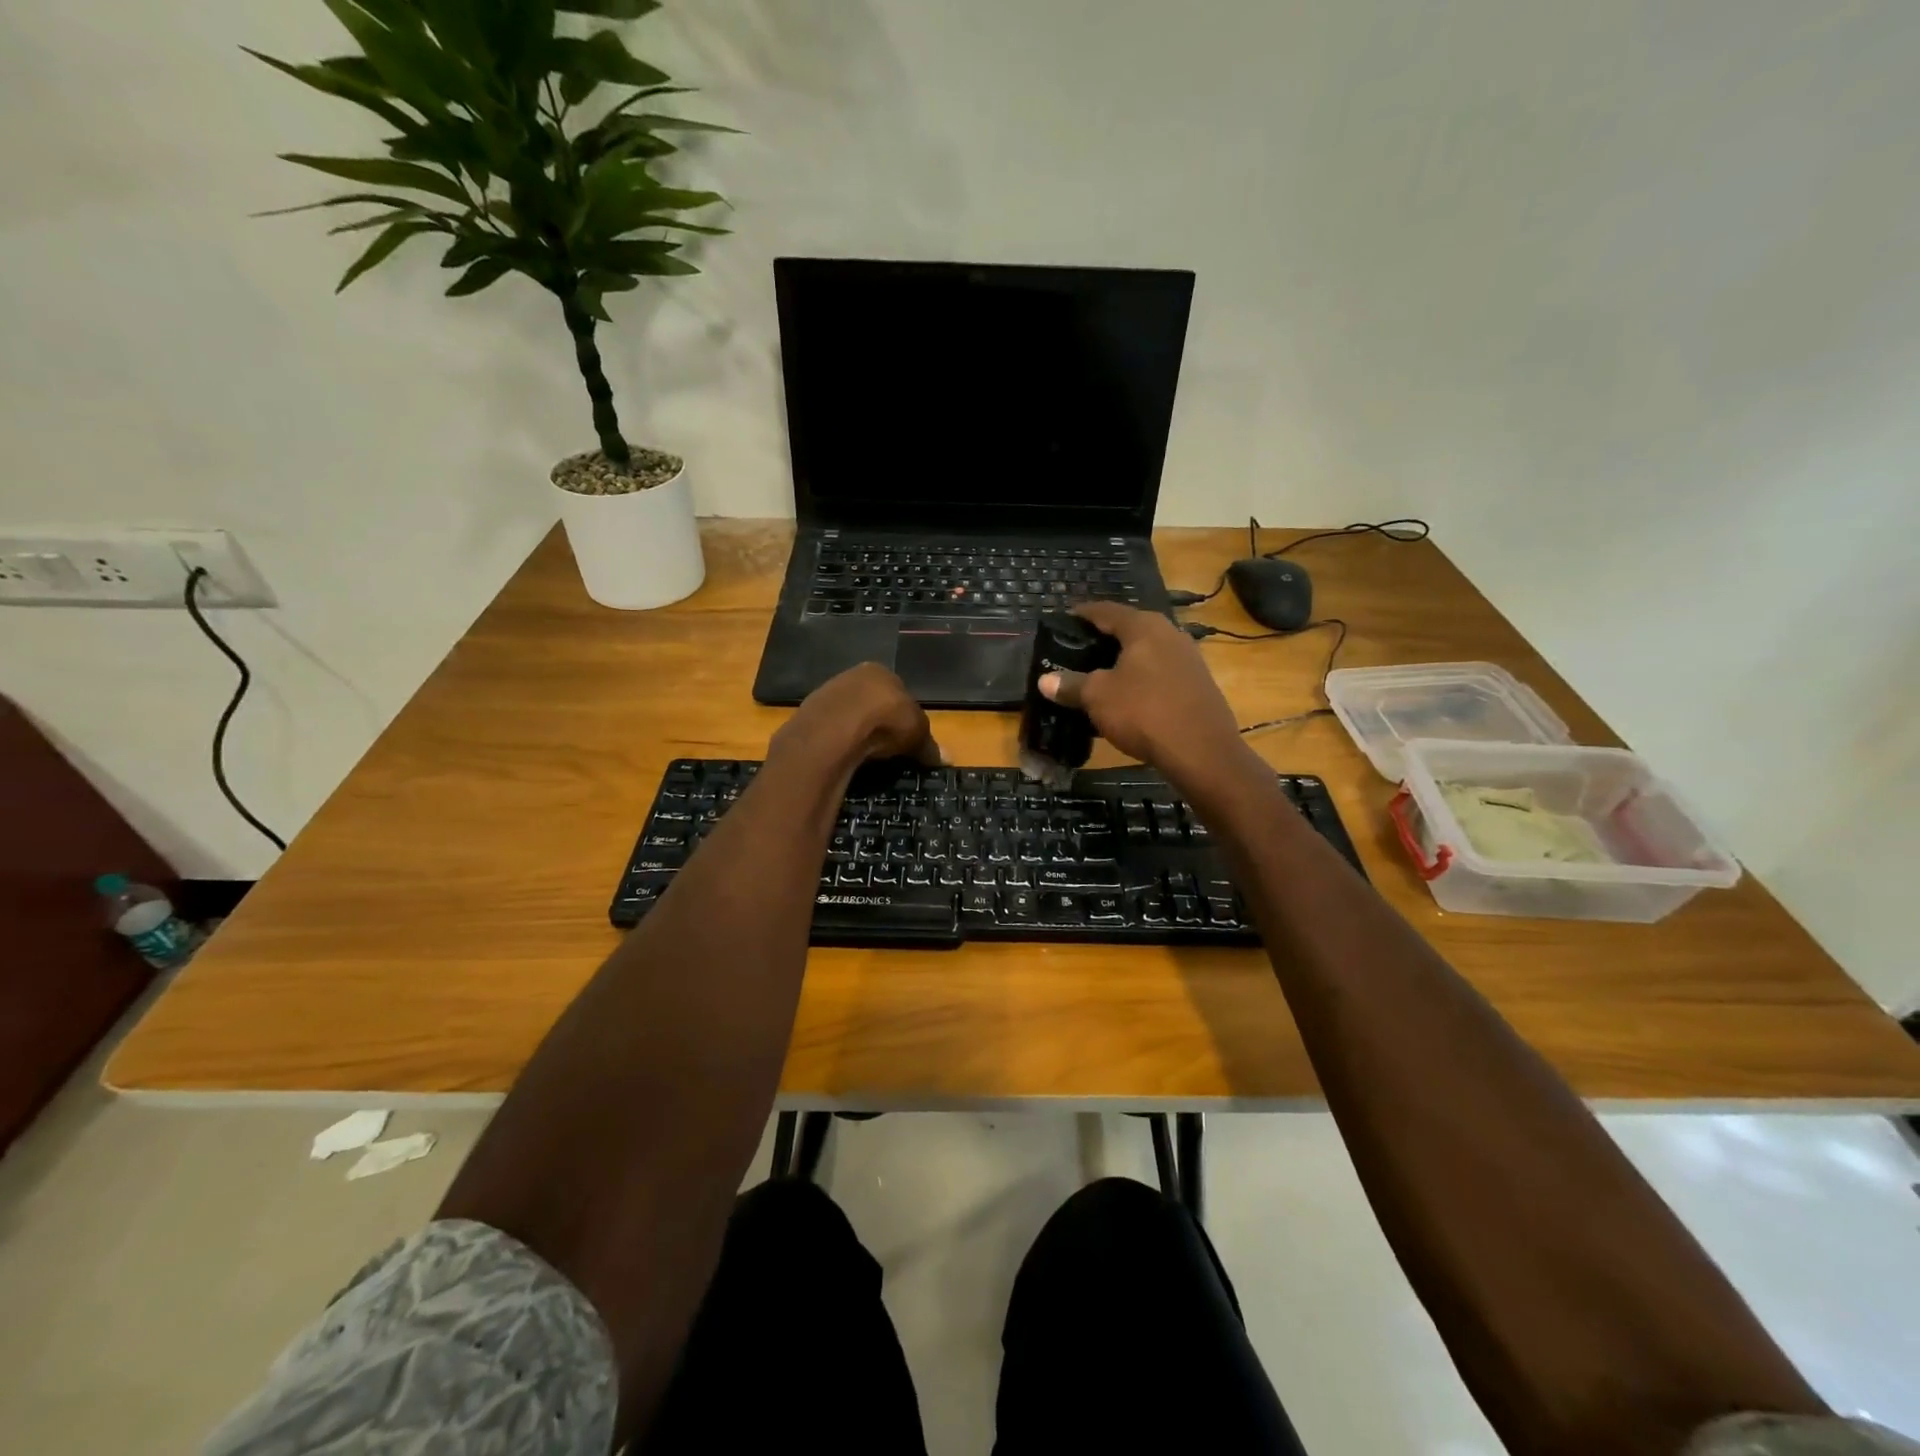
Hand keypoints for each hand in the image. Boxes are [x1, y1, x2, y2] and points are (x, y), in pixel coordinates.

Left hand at [772, 662, 942, 768]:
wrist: (836, 728)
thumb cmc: (886, 721)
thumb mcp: (917, 734)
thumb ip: (930, 745)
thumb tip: (947, 758)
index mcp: (881, 672)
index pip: (897, 692)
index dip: (903, 716)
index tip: (906, 738)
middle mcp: (852, 675)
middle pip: (870, 701)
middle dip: (877, 722)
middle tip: (885, 748)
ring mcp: (826, 692)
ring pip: (847, 713)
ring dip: (855, 731)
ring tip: (864, 754)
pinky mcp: (808, 713)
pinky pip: (829, 728)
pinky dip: (837, 740)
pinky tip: (844, 754)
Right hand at [1038, 603, 1250, 790]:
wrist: (1201, 751)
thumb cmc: (1144, 712)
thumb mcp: (1098, 697)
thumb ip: (1071, 685)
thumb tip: (1045, 681)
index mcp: (1144, 627)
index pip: (1106, 611)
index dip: (1082, 614)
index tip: (1064, 620)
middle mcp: (1169, 633)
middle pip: (1129, 629)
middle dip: (1103, 639)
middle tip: (1077, 651)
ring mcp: (1188, 658)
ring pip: (1146, 652)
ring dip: (1123, 661)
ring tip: (1099, 674)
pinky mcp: (1197, 684)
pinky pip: (1160, 672)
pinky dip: (1140, 678)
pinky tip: (1128, 696)